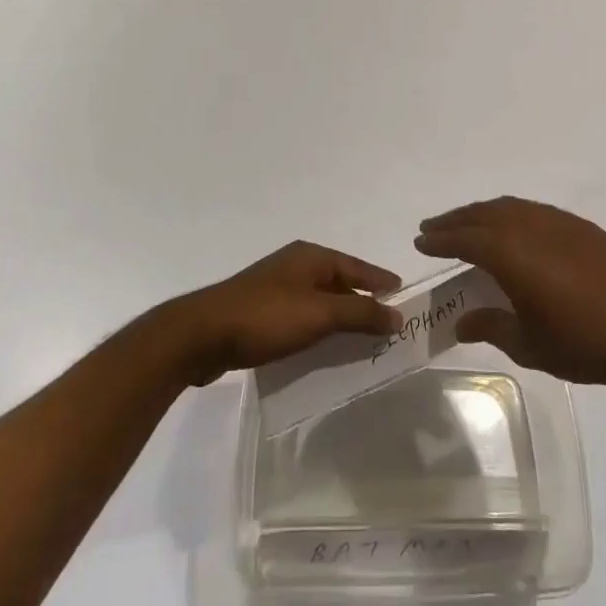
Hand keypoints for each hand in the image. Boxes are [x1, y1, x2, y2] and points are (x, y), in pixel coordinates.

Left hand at [159, 242, 402, 386]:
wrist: (202, 335)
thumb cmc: (266, 317)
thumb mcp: (320, 314)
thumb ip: (360, 314)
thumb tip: (397, 314)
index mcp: (310, 257)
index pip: (357, 267)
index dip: (381, 282)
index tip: (403, 296)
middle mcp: (295, 265)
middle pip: (340, 282)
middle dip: (363, 302)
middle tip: (388, 325)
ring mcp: (275, 287)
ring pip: (320, 301)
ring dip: (340, 318)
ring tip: (362, 341)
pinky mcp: (261, 311)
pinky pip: (302, 316)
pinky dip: (318, 328)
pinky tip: (323, 348)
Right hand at [414, 197, 605, 386]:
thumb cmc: (580, 343)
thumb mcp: (527, 343)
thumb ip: (490, 325)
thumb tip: (461, 322)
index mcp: (512, 254)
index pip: (465, 239)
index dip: (440, 239)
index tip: (420, 241)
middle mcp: (531, 228)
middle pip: (484, 214)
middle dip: (455, 220)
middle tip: (434, 227)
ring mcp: (559, 223)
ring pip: (511, 207)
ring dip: (483, 213)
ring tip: (468, 224)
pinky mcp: (581, 228)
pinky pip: (536, 211)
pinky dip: (513, 214)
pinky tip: (513, 229)